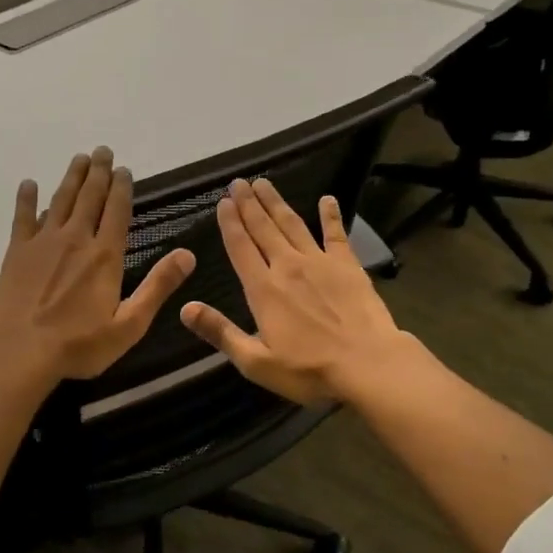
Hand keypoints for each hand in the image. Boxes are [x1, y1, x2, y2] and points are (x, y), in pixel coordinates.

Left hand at [0, 147, 195, 381]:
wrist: (20, 351)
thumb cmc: (79, 344)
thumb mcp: (129, 324)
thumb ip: (158, 287)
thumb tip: (188, 255)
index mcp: (105, 255)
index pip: (117, 211)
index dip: (122, 188)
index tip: (124, 169)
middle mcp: (76, 239)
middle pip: (89, 197)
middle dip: (98, 173)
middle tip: (102, 151)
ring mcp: (43, 242)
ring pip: (60, 200)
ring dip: (71, 178)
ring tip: (79, 159)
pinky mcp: (17, 252)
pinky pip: (23, 217)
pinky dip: (27, 199)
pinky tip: (29, 184)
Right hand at [179, 179, 417, 404]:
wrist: (368, 364)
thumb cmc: (309, 370)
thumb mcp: (256, 362)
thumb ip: (221, 333)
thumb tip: (185, 308)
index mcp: (263, 290)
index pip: (240, 248)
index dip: (230, 224)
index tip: (222, 202)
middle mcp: (287, 267)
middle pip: (263, 228)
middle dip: (248, 204)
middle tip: (238, 182)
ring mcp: (320, 262)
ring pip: (292, 224)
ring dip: (276, 203)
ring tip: (264, 183)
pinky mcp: (348, 265)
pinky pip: (336, 234)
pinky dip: (330, 215)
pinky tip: (327, 199)